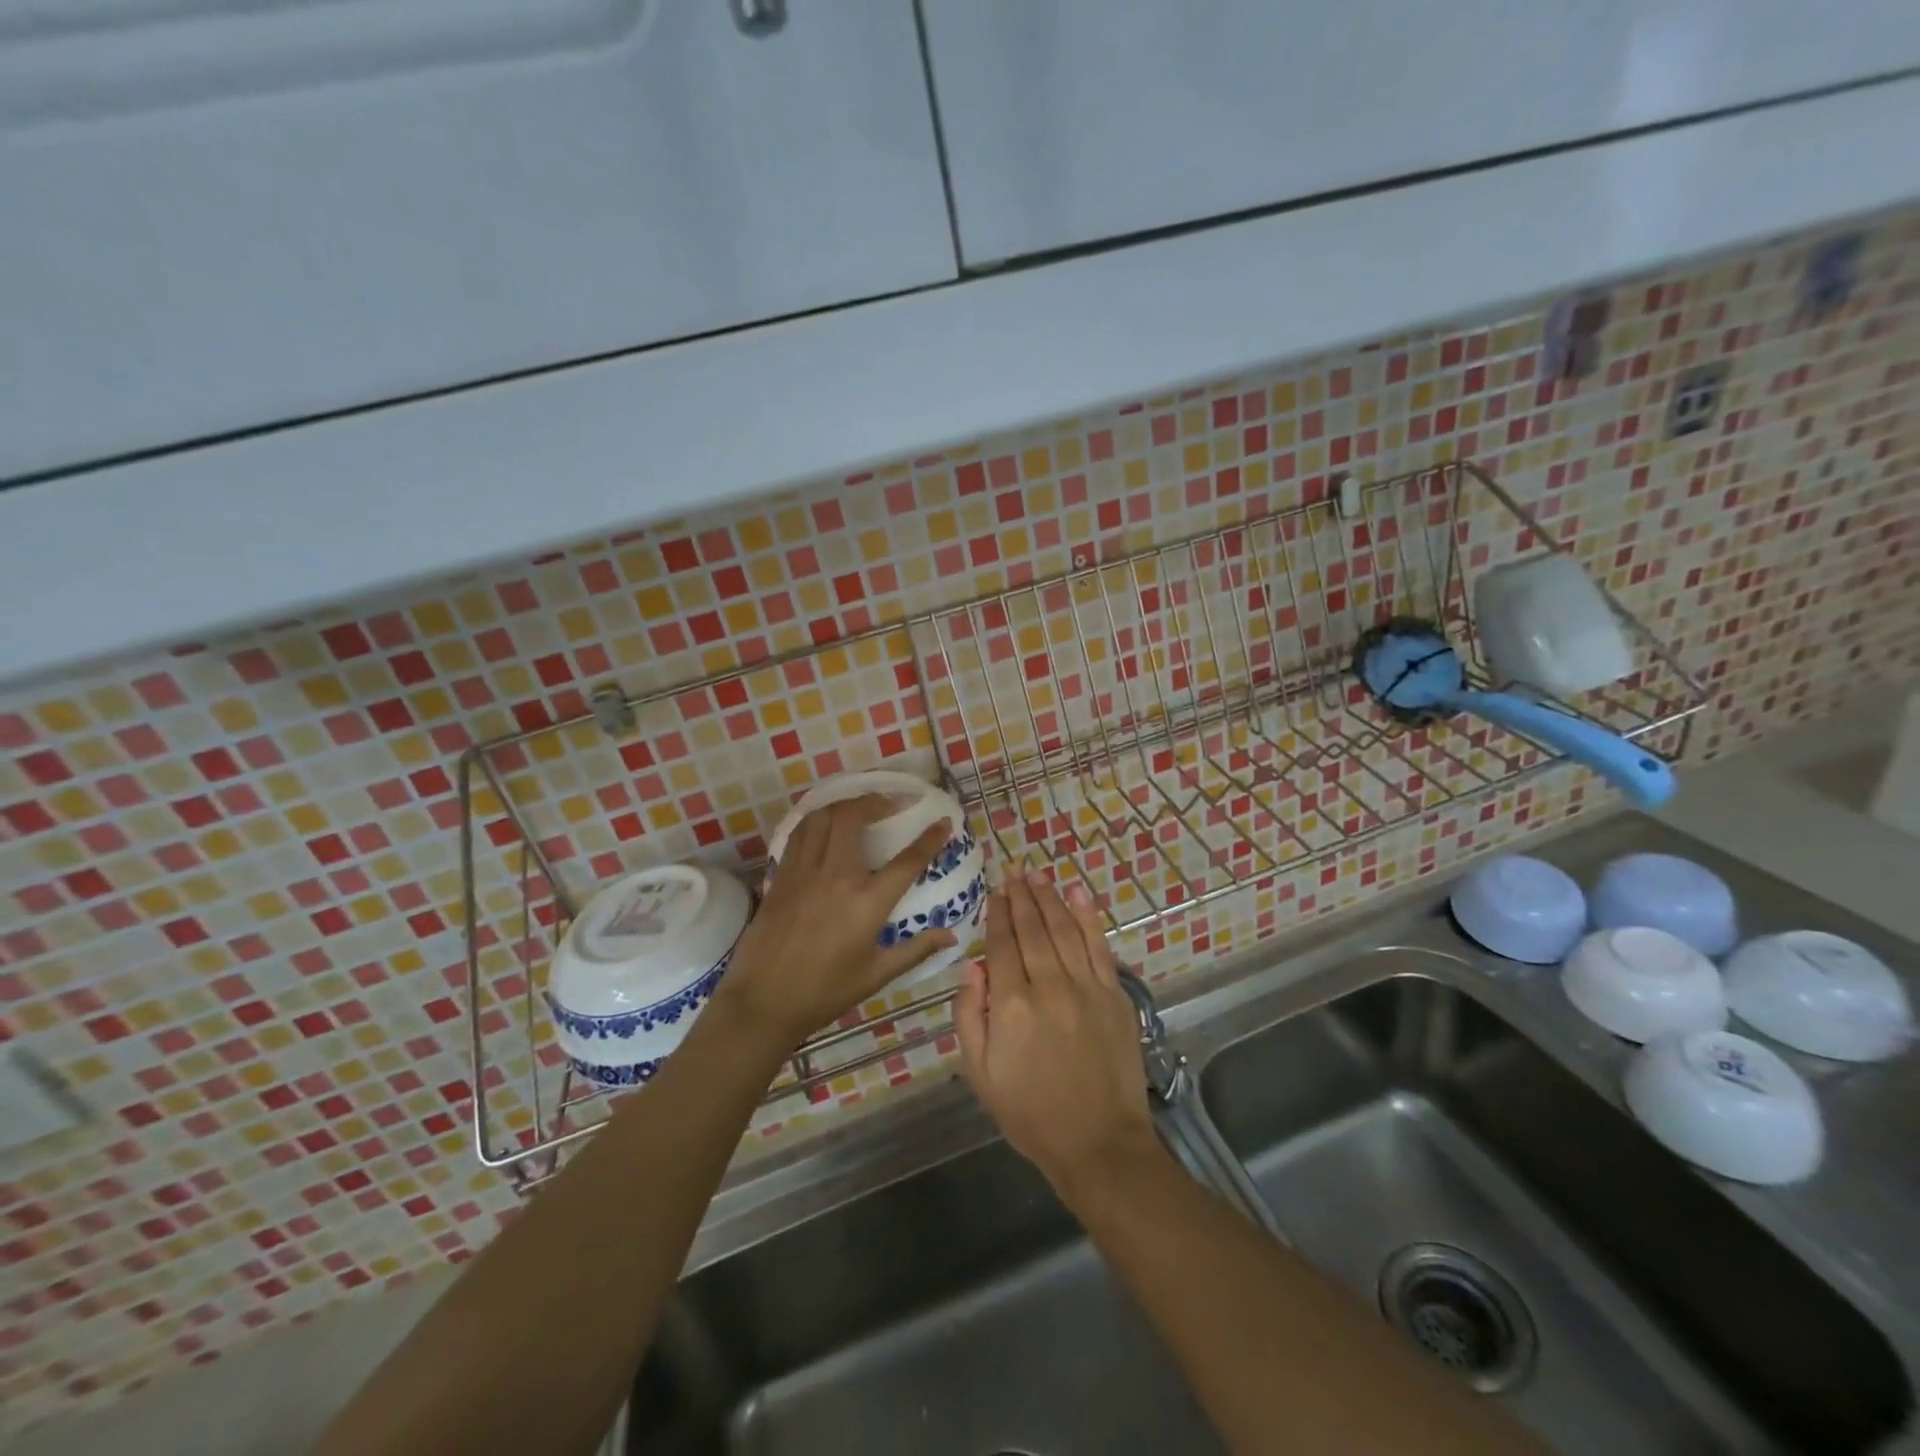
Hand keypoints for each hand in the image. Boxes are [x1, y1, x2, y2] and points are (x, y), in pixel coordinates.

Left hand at [718, 795, 956, 1051]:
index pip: (907, 860)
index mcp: (867, 902)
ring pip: (823, 817)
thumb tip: (952, 936)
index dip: (929, 838)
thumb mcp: (877, 974)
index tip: (942, 822)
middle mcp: (836, 876)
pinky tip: (825, 826)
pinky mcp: (782, 875)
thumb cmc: (825, 992)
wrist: (764, 1001)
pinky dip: (817, 820)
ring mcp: (805, 872)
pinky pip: (800, 833)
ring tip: (860, 807)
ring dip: (845, 804)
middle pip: (854, 817)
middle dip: (877, 801)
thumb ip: (917, 950)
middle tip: (892, 803)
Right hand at [955, 873, 1161, 1198]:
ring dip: (1050, 898)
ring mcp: (1086, 988)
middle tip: (1014, 870)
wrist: (1098, 1143)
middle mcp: (1049, 986)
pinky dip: (1088, 917)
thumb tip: (972, 967)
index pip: (1001, 945)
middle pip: (1032, 929)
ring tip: (1038, 876)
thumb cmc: (1030, 1113)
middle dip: (1021, 896)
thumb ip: (968, 1016)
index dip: (997, 913)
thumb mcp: (980, 1074)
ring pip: (1064, 929)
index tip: (995, 890)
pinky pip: (1099, 946)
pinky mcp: (1114, 995)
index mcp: (1011, 1006)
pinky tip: (1079, 894)